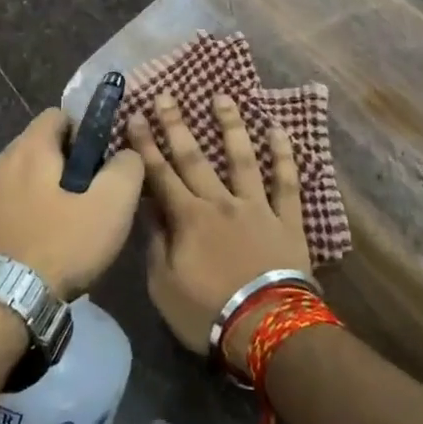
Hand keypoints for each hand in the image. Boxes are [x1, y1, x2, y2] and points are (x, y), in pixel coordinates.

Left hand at [0, 110, 144, 297]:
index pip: (60, 114)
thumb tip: (127, 154)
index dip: (87, 130)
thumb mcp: (112, 203)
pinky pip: (19, 202)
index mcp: (30, 147)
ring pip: (32, 176)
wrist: (1, 304)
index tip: (104, 159)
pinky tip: (54, 241)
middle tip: (97, 193)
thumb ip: (127, 167)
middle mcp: (3, 161)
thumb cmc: (61, 244)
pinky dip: (37, 211)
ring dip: (55, 190)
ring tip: (78, 222)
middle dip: (72, 163)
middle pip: (45, 145)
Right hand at [130, 94, 310, 372]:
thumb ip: (156, 243)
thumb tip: (147, 208)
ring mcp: (256, 206)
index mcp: (188, 218)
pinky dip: (283, 155)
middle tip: (167, 95)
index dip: (145, 144)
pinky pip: (286, 182)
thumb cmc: (207, 313)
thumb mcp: (163, 286)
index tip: (136, 115)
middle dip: (177, 125)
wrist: (266, 328)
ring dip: (230, 125)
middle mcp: (220, 202)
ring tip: (222, 97)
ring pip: (241, 158)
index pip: (159, 174)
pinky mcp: (286, 218)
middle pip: (194, 158)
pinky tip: (278, 129)